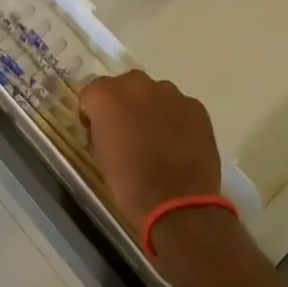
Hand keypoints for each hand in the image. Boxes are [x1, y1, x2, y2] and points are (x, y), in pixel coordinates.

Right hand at [79, 70, 221, 228]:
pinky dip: (177, 119)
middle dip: (124, 104)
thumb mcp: (99, 155)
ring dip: (152, 109)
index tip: (100, 131)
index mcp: (105, 95)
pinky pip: (179, 107)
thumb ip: (100, 129)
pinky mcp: (195, 106)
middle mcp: (136, 84)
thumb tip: (108, 126)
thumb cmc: (129, 182)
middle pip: (125, 86)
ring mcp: (169, 93)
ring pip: (154, 94)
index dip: (95, 112)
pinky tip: (179, 144)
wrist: (177, 203)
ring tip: (158, 139)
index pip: (92, 93)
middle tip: (129, 132)